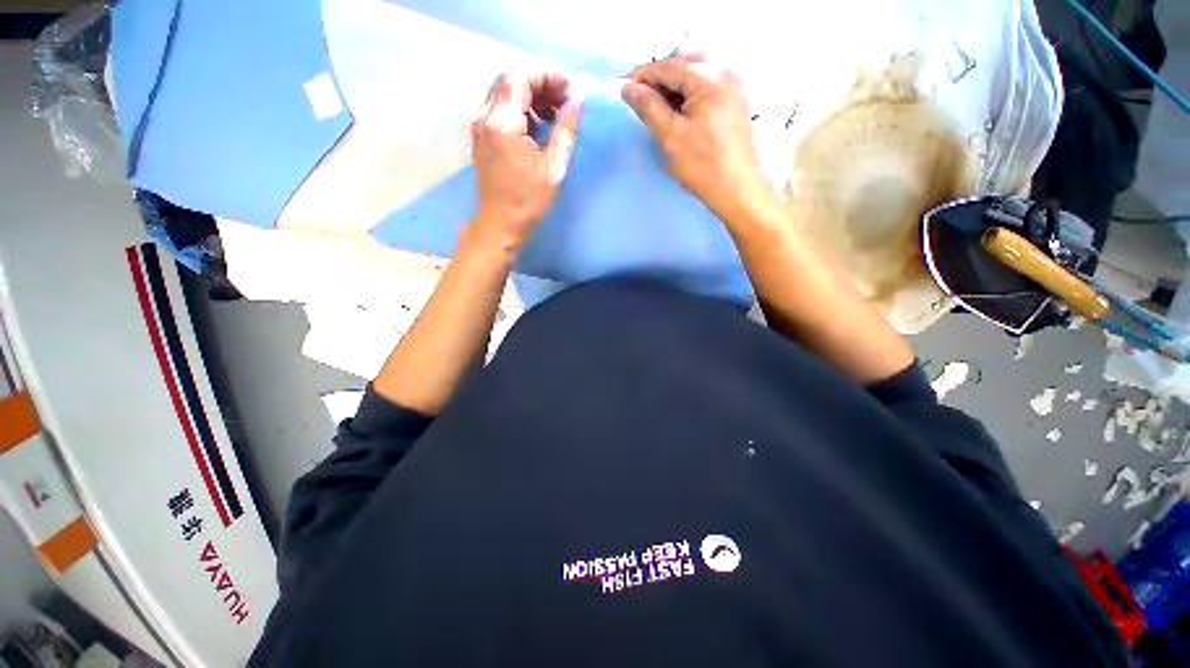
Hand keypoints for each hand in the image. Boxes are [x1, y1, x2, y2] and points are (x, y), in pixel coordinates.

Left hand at [469, 72, 581, 254]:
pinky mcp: (481, 136)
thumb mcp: (554, 169)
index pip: (522, 78)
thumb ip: (566, 130)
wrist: (499, 226)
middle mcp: (484, 116)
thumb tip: (578, 101)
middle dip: (540, 85)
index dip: (548, 78)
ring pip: (504, 93)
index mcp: (502, 123)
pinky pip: (500, 109)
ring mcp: (479, 126)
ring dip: (530, 97)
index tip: (570, 92)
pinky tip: (537, 127)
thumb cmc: (528, 202)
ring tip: (555, 116)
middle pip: (511, 80)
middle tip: (565, 103)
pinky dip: (520, 109)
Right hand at [622, 54, 769, 219]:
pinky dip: (690, 89)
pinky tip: (681, 108)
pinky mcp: (736, 101)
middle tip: (641, 97)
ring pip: (697, 70)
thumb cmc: (701, 165)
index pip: (667, 67)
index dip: (642, 76)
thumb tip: (628, 87)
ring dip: (675, 82)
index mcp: (707, 78)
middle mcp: (724, 72)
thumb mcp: (670, 136)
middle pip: (684, 62)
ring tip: (659, 104)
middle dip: (659, 76)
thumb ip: (649, 107)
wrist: (736, 188)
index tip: (623, 88)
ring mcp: (734, 86)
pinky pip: (709, 82)